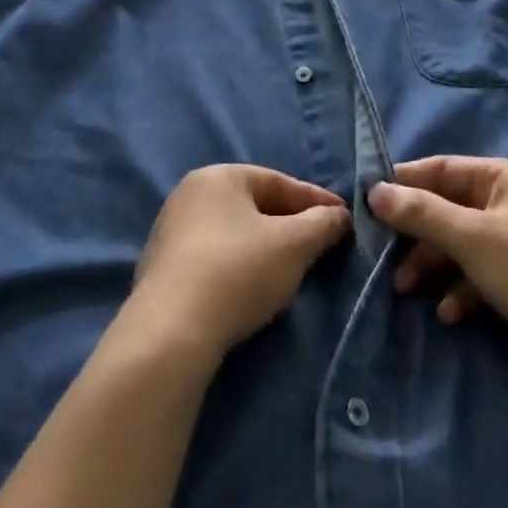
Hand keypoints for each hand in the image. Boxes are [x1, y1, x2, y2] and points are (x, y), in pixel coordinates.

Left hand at [128, 165, 349, 361]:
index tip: (344, 219)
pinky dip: (240, 265)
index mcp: (218, 176)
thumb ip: (323, 223)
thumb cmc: (239, 271)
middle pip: (254, 205)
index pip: (279, 181)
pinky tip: (254, 286)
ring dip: (265, 246)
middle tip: (321, 243)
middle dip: (291, 223)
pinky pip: (214, 256)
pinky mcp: (163, 267)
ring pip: (234, 232)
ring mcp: (171, 231)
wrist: (172, 330)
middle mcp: (189, 194)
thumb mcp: (294, 244)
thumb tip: (340, 215)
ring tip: (292, 267)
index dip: (316, 200)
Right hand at [369, 156, 507, 406]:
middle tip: (382, 257)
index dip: (403, 183)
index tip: (366, 203)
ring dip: (433, 265)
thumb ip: (422, 213)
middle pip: (448, 208)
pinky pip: (480, 274)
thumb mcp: (474, 239)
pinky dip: (461, 289)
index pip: (441, 168)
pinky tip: (450, 313)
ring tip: (407, 290)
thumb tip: (374, 190)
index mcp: (505, 177)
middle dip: (416, 234)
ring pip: (461, 244)